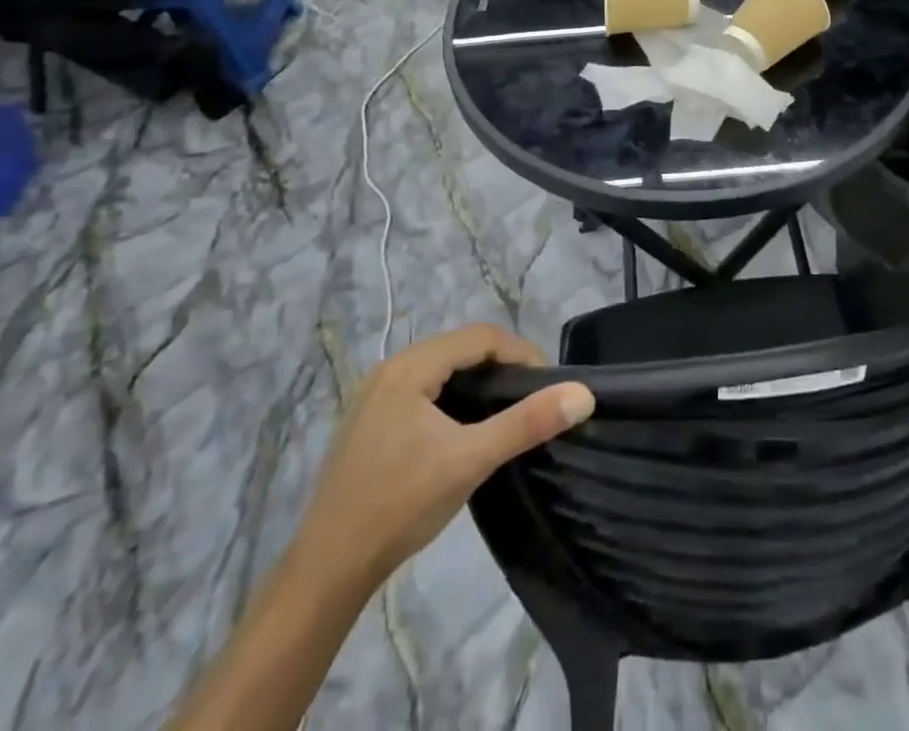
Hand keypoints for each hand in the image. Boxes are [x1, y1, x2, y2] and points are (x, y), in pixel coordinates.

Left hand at [291, 325, 593, 591]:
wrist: (325, 572)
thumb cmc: (399, 505)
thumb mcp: (470, 461)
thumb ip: (527, 423)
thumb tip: (583, 394)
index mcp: (409, 366)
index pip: (481, 336)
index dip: (521, 353)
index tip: (549, 386)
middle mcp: (390, 369)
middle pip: (462, 348)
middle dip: (502, 367)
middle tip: (532, 401)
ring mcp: (376, 396)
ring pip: (443, 370)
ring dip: (479, 384)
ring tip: (506, 414)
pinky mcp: (371, 422)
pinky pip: (425, 391)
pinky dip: (454, 400)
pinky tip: (465, 431)